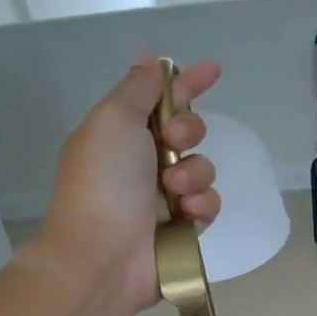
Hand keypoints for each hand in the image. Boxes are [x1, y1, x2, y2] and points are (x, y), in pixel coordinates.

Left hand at [29, 56, 222, 314]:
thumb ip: (138, 89)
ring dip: (194, 174)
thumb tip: (149, 60)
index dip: (186, 83)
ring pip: (203, 169)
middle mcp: (142, 162)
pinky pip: (209, 204)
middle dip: (189, 131)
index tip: (213, 70)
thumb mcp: (113, 120)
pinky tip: (187, 214)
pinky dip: (201, 205)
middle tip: (174, 142)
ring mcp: (164, 197)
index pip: (160, 99)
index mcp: (120, 133)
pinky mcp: (183, 227)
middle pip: (188, 131)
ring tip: (174, 192)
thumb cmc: (103, 182)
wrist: (102, 255)